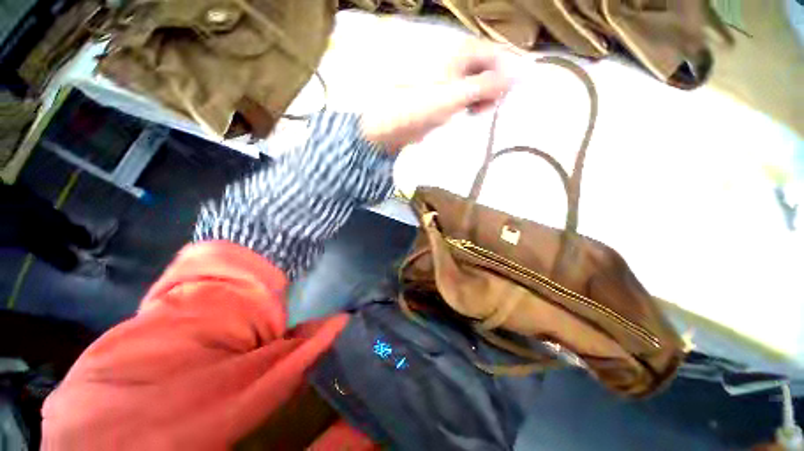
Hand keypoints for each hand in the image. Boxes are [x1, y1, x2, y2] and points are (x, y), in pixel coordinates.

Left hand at [360, 40, 512, 151]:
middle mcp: (456, 62)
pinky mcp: (443, 98)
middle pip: (487, 69)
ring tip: (477, 113)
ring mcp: (449, 80)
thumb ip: (485, 85)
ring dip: (483, 98)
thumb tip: (517, 76)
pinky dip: (471, 105)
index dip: (507, 72)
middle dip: (494, 88)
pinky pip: (466, 97)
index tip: (510, 94)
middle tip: (488, 108)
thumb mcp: (454, 96)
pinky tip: (468, 114)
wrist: (389, 126)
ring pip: (477, 84)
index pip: (495, 55)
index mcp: (459, 54)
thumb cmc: (417, 108)